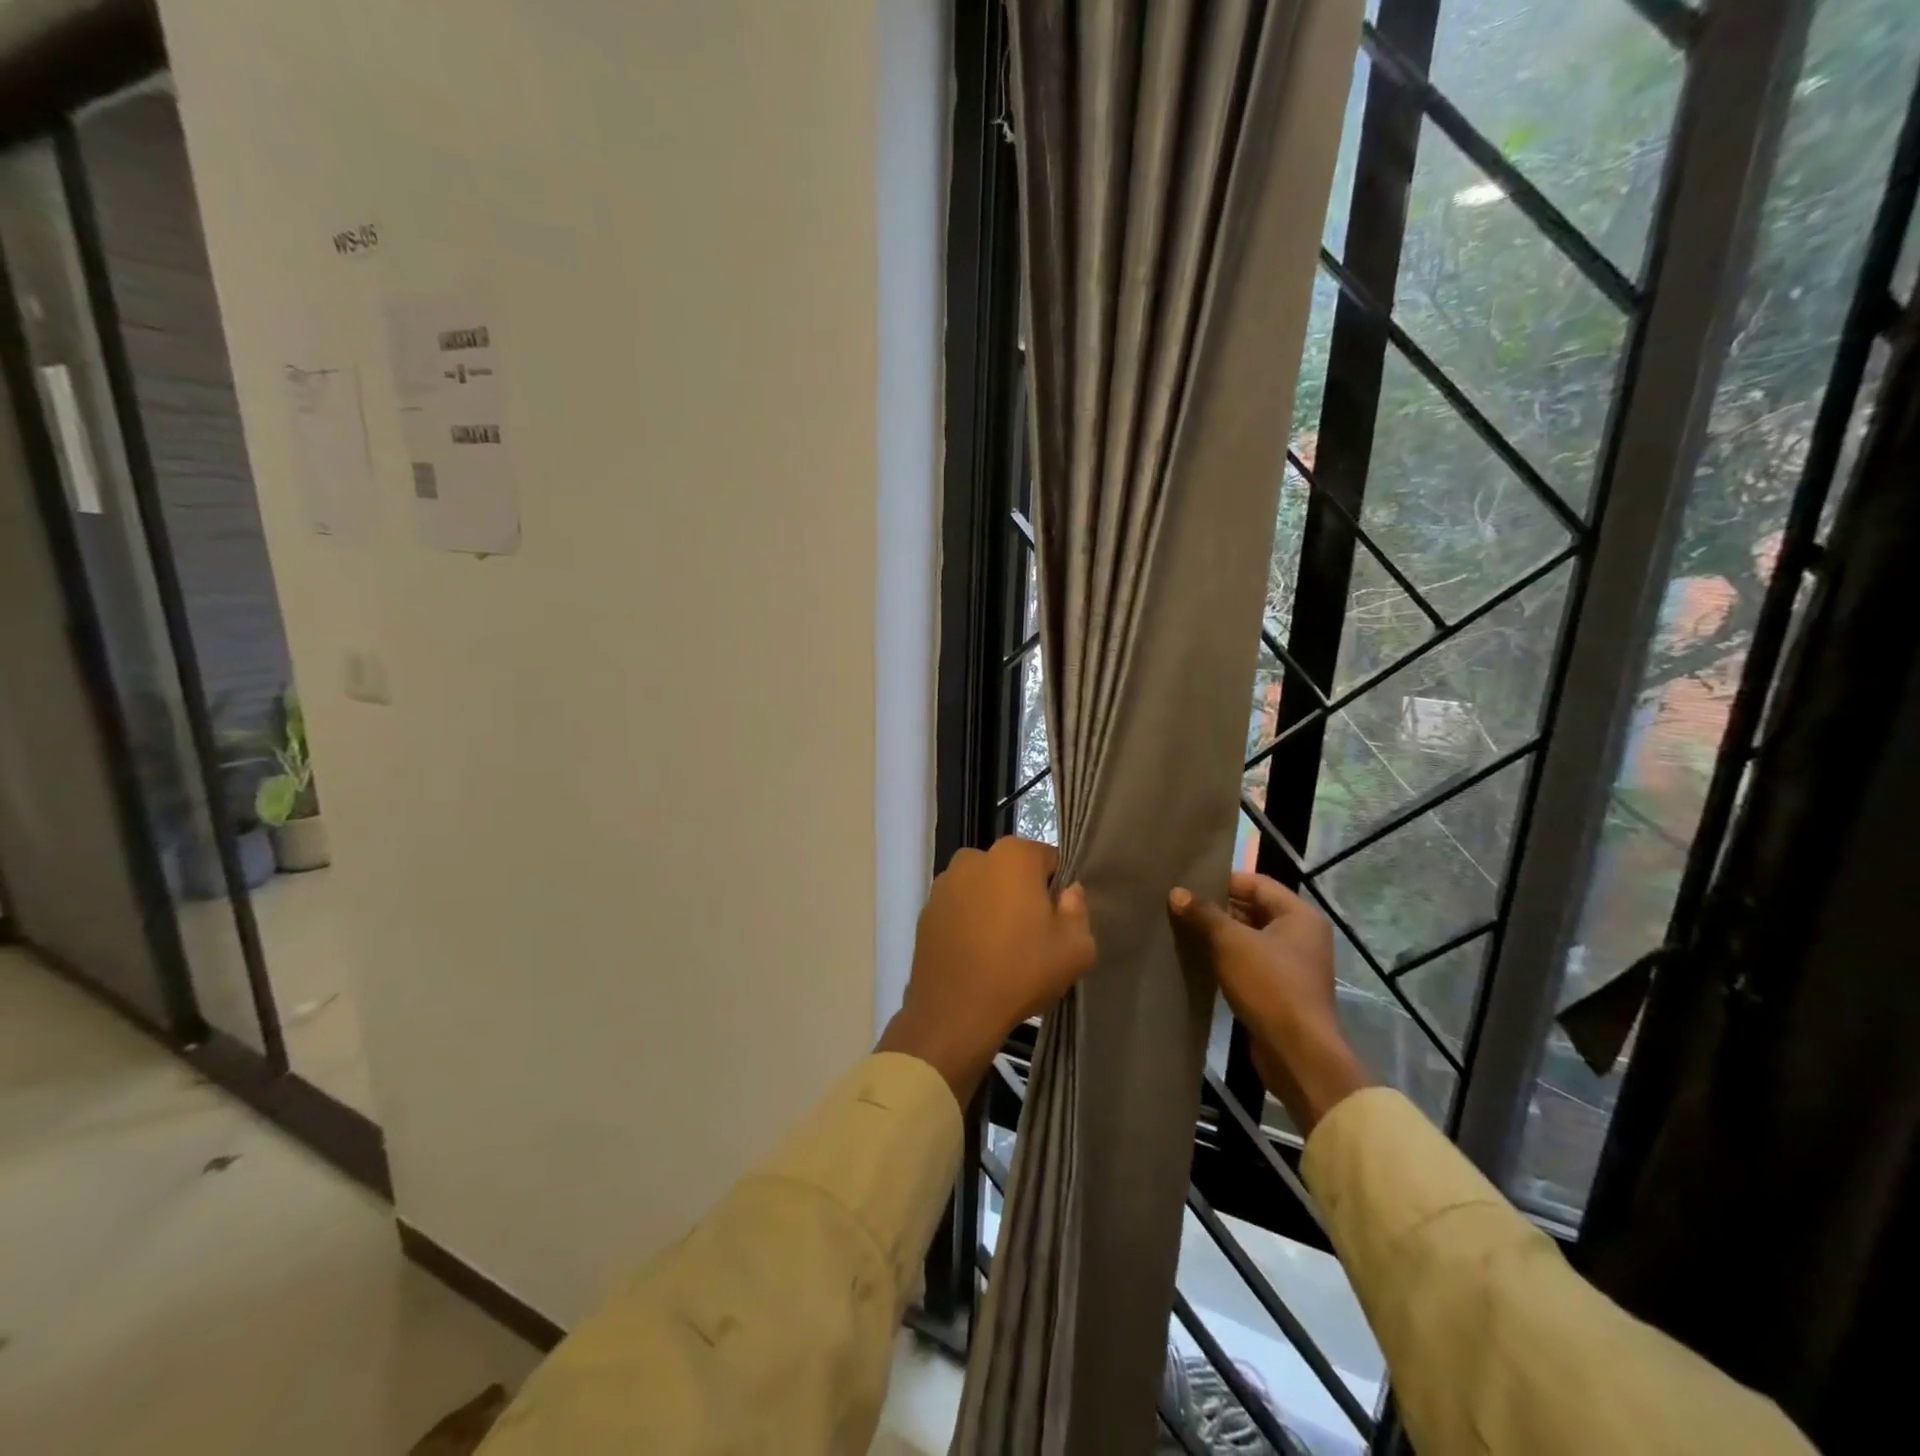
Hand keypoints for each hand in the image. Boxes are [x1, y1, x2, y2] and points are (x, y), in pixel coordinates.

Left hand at [878, 837, 1096, 1105]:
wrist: (955, 1013)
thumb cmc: (1021, 972)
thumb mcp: (1076, 947)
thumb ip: (1078, 909)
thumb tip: (1068, 892)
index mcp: (1013, 856)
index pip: (1048, 860)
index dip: (1056, 890)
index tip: (1056, 921)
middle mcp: (974, 857)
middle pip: (1012, 872)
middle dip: (1022, 894)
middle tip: (1031, 936)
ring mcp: (944, 883)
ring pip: (983, 889)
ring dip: (993, 907)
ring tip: (1000, 949)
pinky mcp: (926, 910)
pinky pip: (959, 909)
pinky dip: (968, 923)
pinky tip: (975, 956)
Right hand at [1170, 872, 1370, 1133]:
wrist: (1297, 1052)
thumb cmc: (1269, 985)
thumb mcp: (1231, 942)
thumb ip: (1204, 914)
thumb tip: (1176, 892)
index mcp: (1299, 915)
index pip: (1256, 883)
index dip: (1222, 880)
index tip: (1188, 884)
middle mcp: (1301, 935)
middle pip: (1253, 909)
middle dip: (1217, 908)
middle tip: (1180, 906)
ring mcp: (1293, 964)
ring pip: (1249, 937)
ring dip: (1220, 935)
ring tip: (1182, 929)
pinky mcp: (1281, 989)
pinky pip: (1250, 962)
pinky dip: (1227, 958)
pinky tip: (1199, 959)